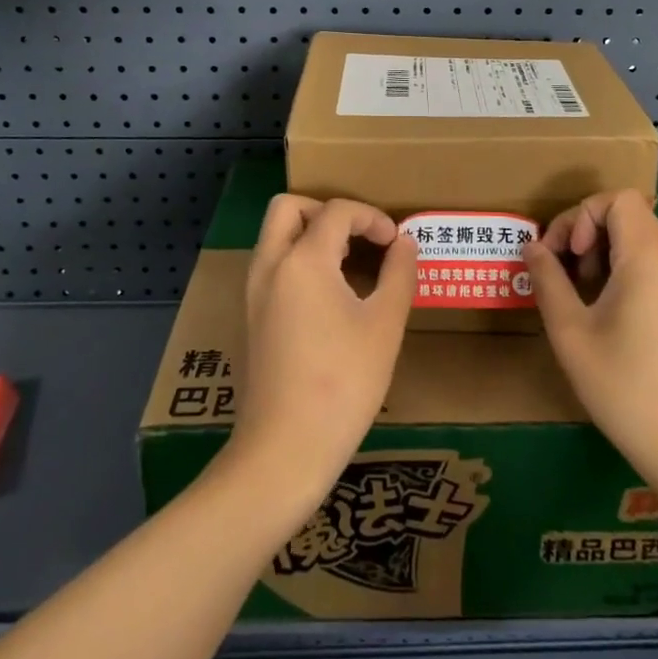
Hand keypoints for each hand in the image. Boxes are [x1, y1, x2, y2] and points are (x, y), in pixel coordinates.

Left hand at [227, 195, 416, 515]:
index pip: (337, 211)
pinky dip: (300, 260)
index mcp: (302, 260)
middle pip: (289, 208)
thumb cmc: (343, 383)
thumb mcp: (384, 326)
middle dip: (327, 211)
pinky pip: (274, 265)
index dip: (371, 217)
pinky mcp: (252, 317)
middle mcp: (270, 266)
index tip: (395, 243)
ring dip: (312, 234)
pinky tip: (332, 296)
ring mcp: (255, 292)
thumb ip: (399, 274)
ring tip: (352, 265)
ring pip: (276, 236)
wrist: (284, 450)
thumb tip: (405, 242)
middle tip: (360, 238)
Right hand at [525, 190, 657, 494]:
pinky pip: (655, 267)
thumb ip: (548, 281)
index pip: (618, 199)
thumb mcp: (571, 333)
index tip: (567, 255)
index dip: (582, 214)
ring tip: (581, 295)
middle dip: (587, 233)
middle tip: (564, 273)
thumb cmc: (626, 387)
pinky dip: (625, 272)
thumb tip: (532, 247)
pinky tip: (608, 314)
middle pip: (629, 216)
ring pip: (641, 241)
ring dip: (604, 253)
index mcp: (649, 259)